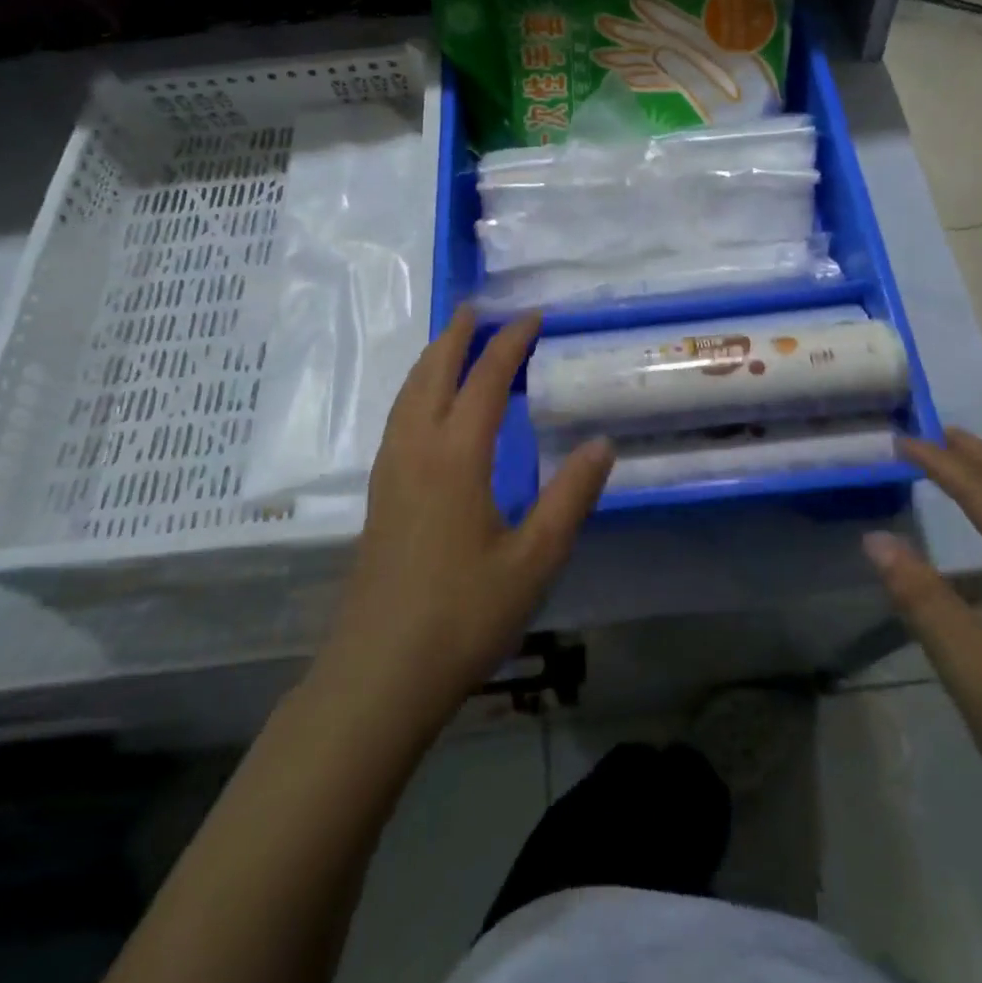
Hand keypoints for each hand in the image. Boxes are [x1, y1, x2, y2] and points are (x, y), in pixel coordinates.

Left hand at [313, 307, 613, 749]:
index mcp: (455, 457)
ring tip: (454, 341)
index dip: (509, 344)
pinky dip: (417, 389)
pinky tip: (428, 406)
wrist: (379, 674)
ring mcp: (390, 472)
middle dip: (457, 334)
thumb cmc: (464, 616)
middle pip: (432, 373)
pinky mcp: (379, 495)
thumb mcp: (534, 560)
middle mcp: (416, 450)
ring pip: (408, 394)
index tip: (532, 316)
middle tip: (480, 307)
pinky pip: (398, 418)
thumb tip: (602, 442)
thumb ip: (570, 497)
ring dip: (432, 358)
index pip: (484, 381)